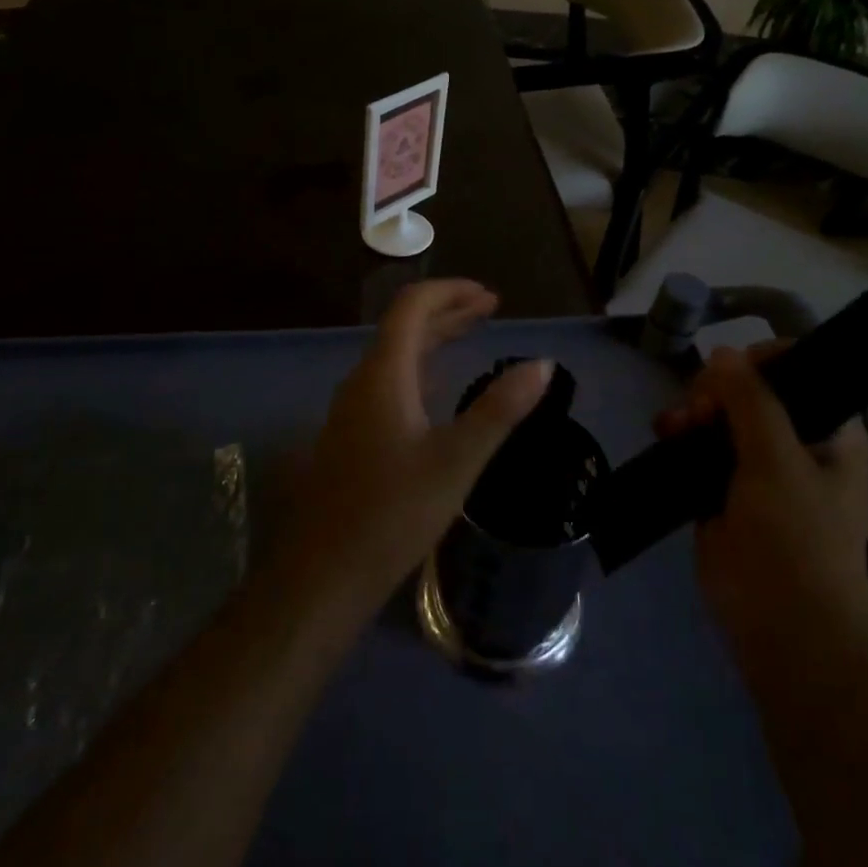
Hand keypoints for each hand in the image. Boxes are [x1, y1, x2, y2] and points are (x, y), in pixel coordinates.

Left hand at [280, 280, 551, 616]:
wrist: (324, 575)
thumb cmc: (393, 513)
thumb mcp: (457, 460)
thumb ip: (500, 409)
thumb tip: (543, 364)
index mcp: (383, 374)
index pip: (412, 306)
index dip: (451, 291)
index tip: (491, 296)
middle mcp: (362, 381)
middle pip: (404, 327)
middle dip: (448, 312)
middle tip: (491, 309)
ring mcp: (353, 409)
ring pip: (396, 356)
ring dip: (434, 339)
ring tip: (472, 336)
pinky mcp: (352, 435)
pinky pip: (390, 382)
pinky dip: (421, 369)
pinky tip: (439, 390)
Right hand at [655, 344, 867, 654]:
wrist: (783, 631)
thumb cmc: (795, 541)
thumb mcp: (777, 462)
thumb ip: (751, 401)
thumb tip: (723, 352)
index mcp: (830, 432)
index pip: (800, 370)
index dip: (762, 361)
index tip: (729, 370)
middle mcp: (796, 442)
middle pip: (751, 390)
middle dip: (718, 389)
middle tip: (699, 409)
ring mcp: (758, 468)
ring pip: (721, 417)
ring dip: (694, 411)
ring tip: (675, 425)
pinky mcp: (724, 491)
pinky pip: (700, 448)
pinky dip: (682, 436)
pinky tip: (665, 434)